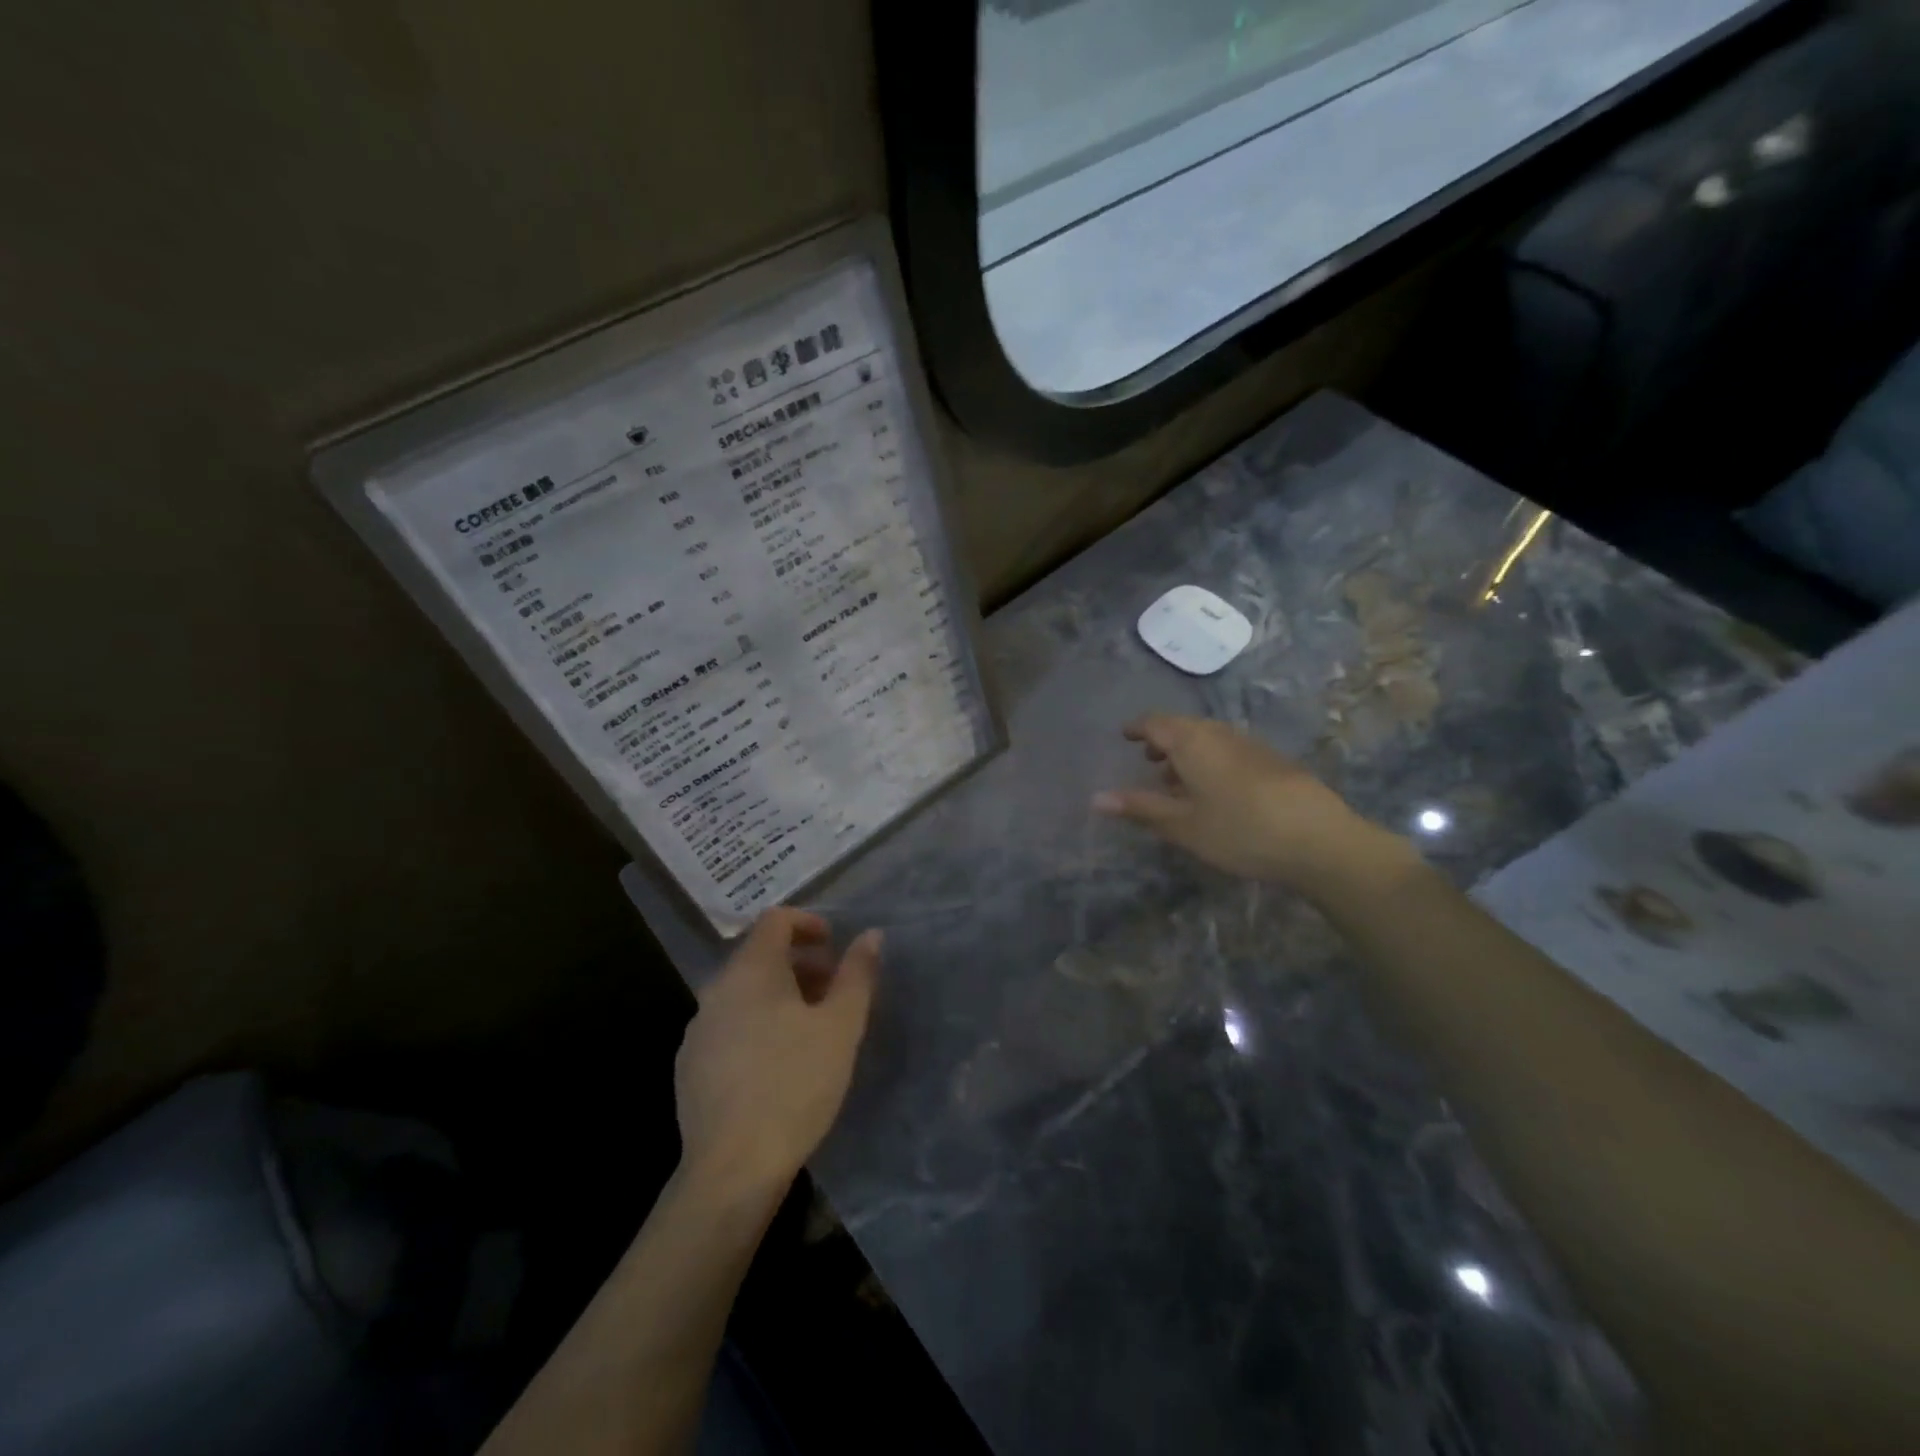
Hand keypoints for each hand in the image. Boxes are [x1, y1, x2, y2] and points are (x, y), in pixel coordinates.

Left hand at [674, 908, 880, 1202]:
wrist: (732, 1168)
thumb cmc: (795, 1084)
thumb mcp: (841, 1026)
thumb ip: (857, 974)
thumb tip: (870, 935)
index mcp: (751, 971)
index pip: (775, 920)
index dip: (808, 923)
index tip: (834, 945)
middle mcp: (716, 990)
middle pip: (759, 956)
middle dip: (800, 964)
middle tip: (833, 991)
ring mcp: (698, 1030)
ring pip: (743, 993)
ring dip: (780, 995)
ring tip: (811, 1029)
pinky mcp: (690, 1066)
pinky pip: (729, 1025)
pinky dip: (757, 1024)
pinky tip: (778, 1063)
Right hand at [1092, 714, 1408, 896]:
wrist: (1320, 841)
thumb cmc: (1239, 831)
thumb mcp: (1182, 825)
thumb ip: (1140, 808)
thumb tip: (1096, 798)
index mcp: (1193, 742)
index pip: (1156, 722)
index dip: (1137, 728)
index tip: (1124, 736)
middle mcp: (1220, 734)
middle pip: (1184, 727)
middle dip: (1162, 740)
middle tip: (1147, 760)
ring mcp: (1250, 745)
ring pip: (1209, 739)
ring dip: (1188, 753)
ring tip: (1176, 780)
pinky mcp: (1273, 761)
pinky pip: (1229, 750)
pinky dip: (1211, 762)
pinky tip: (1215, 792)